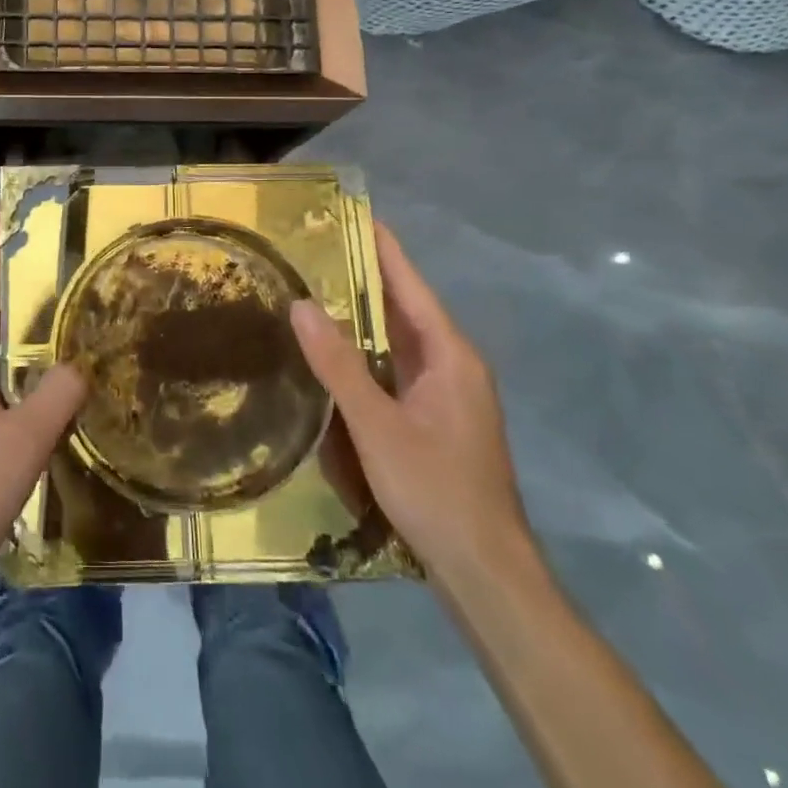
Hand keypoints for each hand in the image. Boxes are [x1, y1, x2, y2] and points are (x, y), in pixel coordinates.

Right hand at [290, 221, 530, 581]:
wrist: (486, 572)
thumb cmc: (435, 489)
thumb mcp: (376, 425)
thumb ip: (337, 364)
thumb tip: (301, 304)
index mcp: (450, 355)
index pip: (410, 285)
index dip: (383, 248)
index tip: (354, 215)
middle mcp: (454, 366)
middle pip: (405, 308)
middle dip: (366, 277)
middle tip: (317, 250)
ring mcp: (449, 395)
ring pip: (401, 341)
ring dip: (365, 316)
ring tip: (318, 289)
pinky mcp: (437, 420)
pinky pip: (398, 369)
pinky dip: (369, 352)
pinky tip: (337, 354)